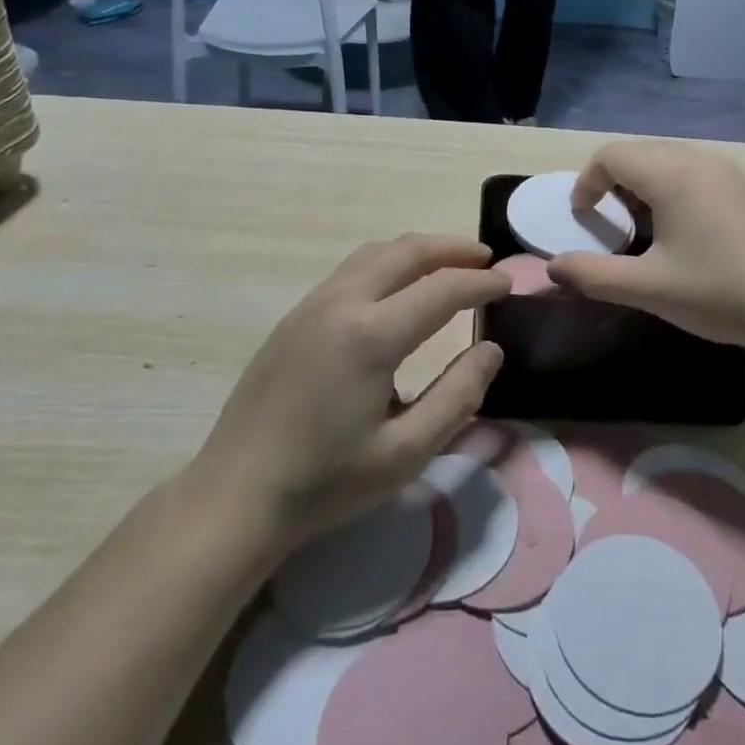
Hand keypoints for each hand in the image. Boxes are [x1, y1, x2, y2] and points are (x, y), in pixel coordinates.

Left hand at [193, 236, 509, 549]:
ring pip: (376, 253)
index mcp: (371, 335)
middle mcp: (342, 303)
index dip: (482, 283)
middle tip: (485, 261)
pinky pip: (352, 268)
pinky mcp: (295, 315)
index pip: (442, 289)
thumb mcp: (404, 453)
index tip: (510, 284)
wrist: (234, 495)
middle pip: (407, 251)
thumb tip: (491, 349)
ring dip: (419, 251)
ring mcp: (313, 304)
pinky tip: (398, 288)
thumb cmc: (325, 482)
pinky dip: (388, 263)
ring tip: (448, 265)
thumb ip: (457, 396)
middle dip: (453, 249)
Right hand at [546, 142, 744, 352]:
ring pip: (665, 162)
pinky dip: (669, 191)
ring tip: (642, 232)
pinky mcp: (743, 189)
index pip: (610, 156)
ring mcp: (725, 172)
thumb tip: (552, 269)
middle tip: (609, 226)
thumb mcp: (648, 287)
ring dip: (641, 188)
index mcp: (669, 172)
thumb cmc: (718, 291)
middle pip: (637, 154)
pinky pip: (691, 173)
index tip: (583, 220)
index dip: (586, 183)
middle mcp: (696, 160)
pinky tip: (680, 235)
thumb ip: (593, 274)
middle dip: (612, 184)